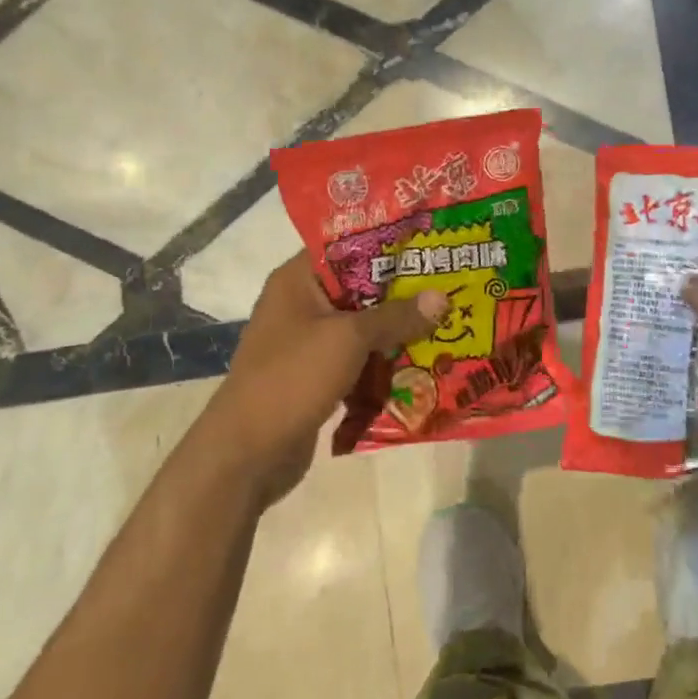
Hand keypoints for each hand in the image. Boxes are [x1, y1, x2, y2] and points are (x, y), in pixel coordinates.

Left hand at [209, 254, 446, 506]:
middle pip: (361, 289)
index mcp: (298, 281)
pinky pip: (358, 360)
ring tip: (446, 322)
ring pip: (363, 327)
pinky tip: (423, 362)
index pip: (347, 246)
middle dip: (403, 293)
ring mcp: (308, 343)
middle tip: (449, 285)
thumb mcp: (349, 339)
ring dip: (398, 330)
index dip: (387, 244)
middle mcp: (301, 305)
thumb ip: (396, 316)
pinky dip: (384, 362)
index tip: (430, 243)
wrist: (247, 455)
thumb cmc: (293, 378)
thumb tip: (442, 297)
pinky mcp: (317, 377)